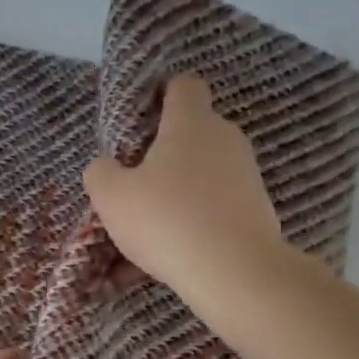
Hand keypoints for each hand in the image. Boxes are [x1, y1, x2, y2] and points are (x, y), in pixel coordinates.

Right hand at [83, 73, 293, 324]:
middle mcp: (225, 139)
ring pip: (200, 177)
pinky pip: (213, 209)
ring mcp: (246, 175)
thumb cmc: (167, 220)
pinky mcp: (257, 210)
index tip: (140, 121)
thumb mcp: (111, 196)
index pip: (183, 85)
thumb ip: (101, 172)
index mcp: (191, 122)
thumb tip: (108, 166)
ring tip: (143, 237)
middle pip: (191, 134)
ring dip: (174, 197)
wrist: (235, 272)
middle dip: (162, 156)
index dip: (161, 96)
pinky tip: (164, 261)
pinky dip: (191, 226)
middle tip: (134, 186)